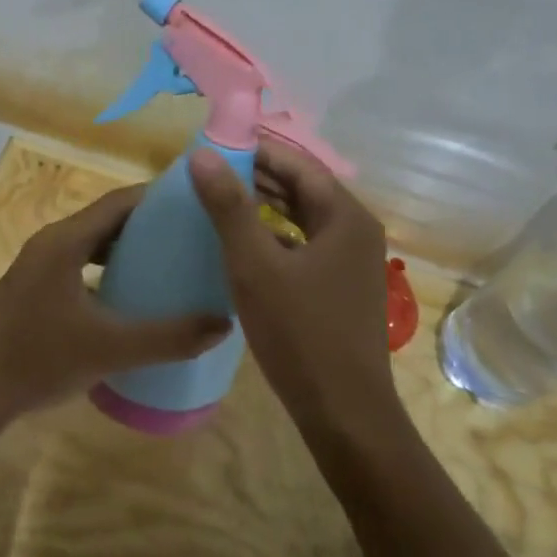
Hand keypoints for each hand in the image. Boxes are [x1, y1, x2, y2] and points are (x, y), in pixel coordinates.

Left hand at [0, 184, 231, 455]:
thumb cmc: (38, 360)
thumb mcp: (110, 349)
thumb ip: (168, 337)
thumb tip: (222, 324)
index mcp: (65, 241)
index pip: (120, 201)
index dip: (159, 197)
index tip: (198, 203)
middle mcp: (51, 243)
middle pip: (107, 219)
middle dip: (150, 224)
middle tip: (193, 236)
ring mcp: (38, 267)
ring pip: (92, 244)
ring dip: (127, 248)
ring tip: (170, 263)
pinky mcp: (33, 290)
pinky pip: (80, 265)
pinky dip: (108, 270)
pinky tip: (131, 297)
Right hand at [189, 140, 395, 426]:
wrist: (343, 411)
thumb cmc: (300, 333)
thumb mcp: (255, 266)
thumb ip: (229, 208)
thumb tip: (201, 155)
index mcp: (345, 216)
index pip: (298, 164)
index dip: (257, 150)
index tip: (215, 145)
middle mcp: (355, 231)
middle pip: (303, 189)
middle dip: (258, 177)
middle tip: (209, 172)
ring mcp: (351, 261)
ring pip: (302, 219)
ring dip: (265, 207)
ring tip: (218, 199)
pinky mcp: (340, 287)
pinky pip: (304, 246)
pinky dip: (275, 237)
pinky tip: (243, 244)